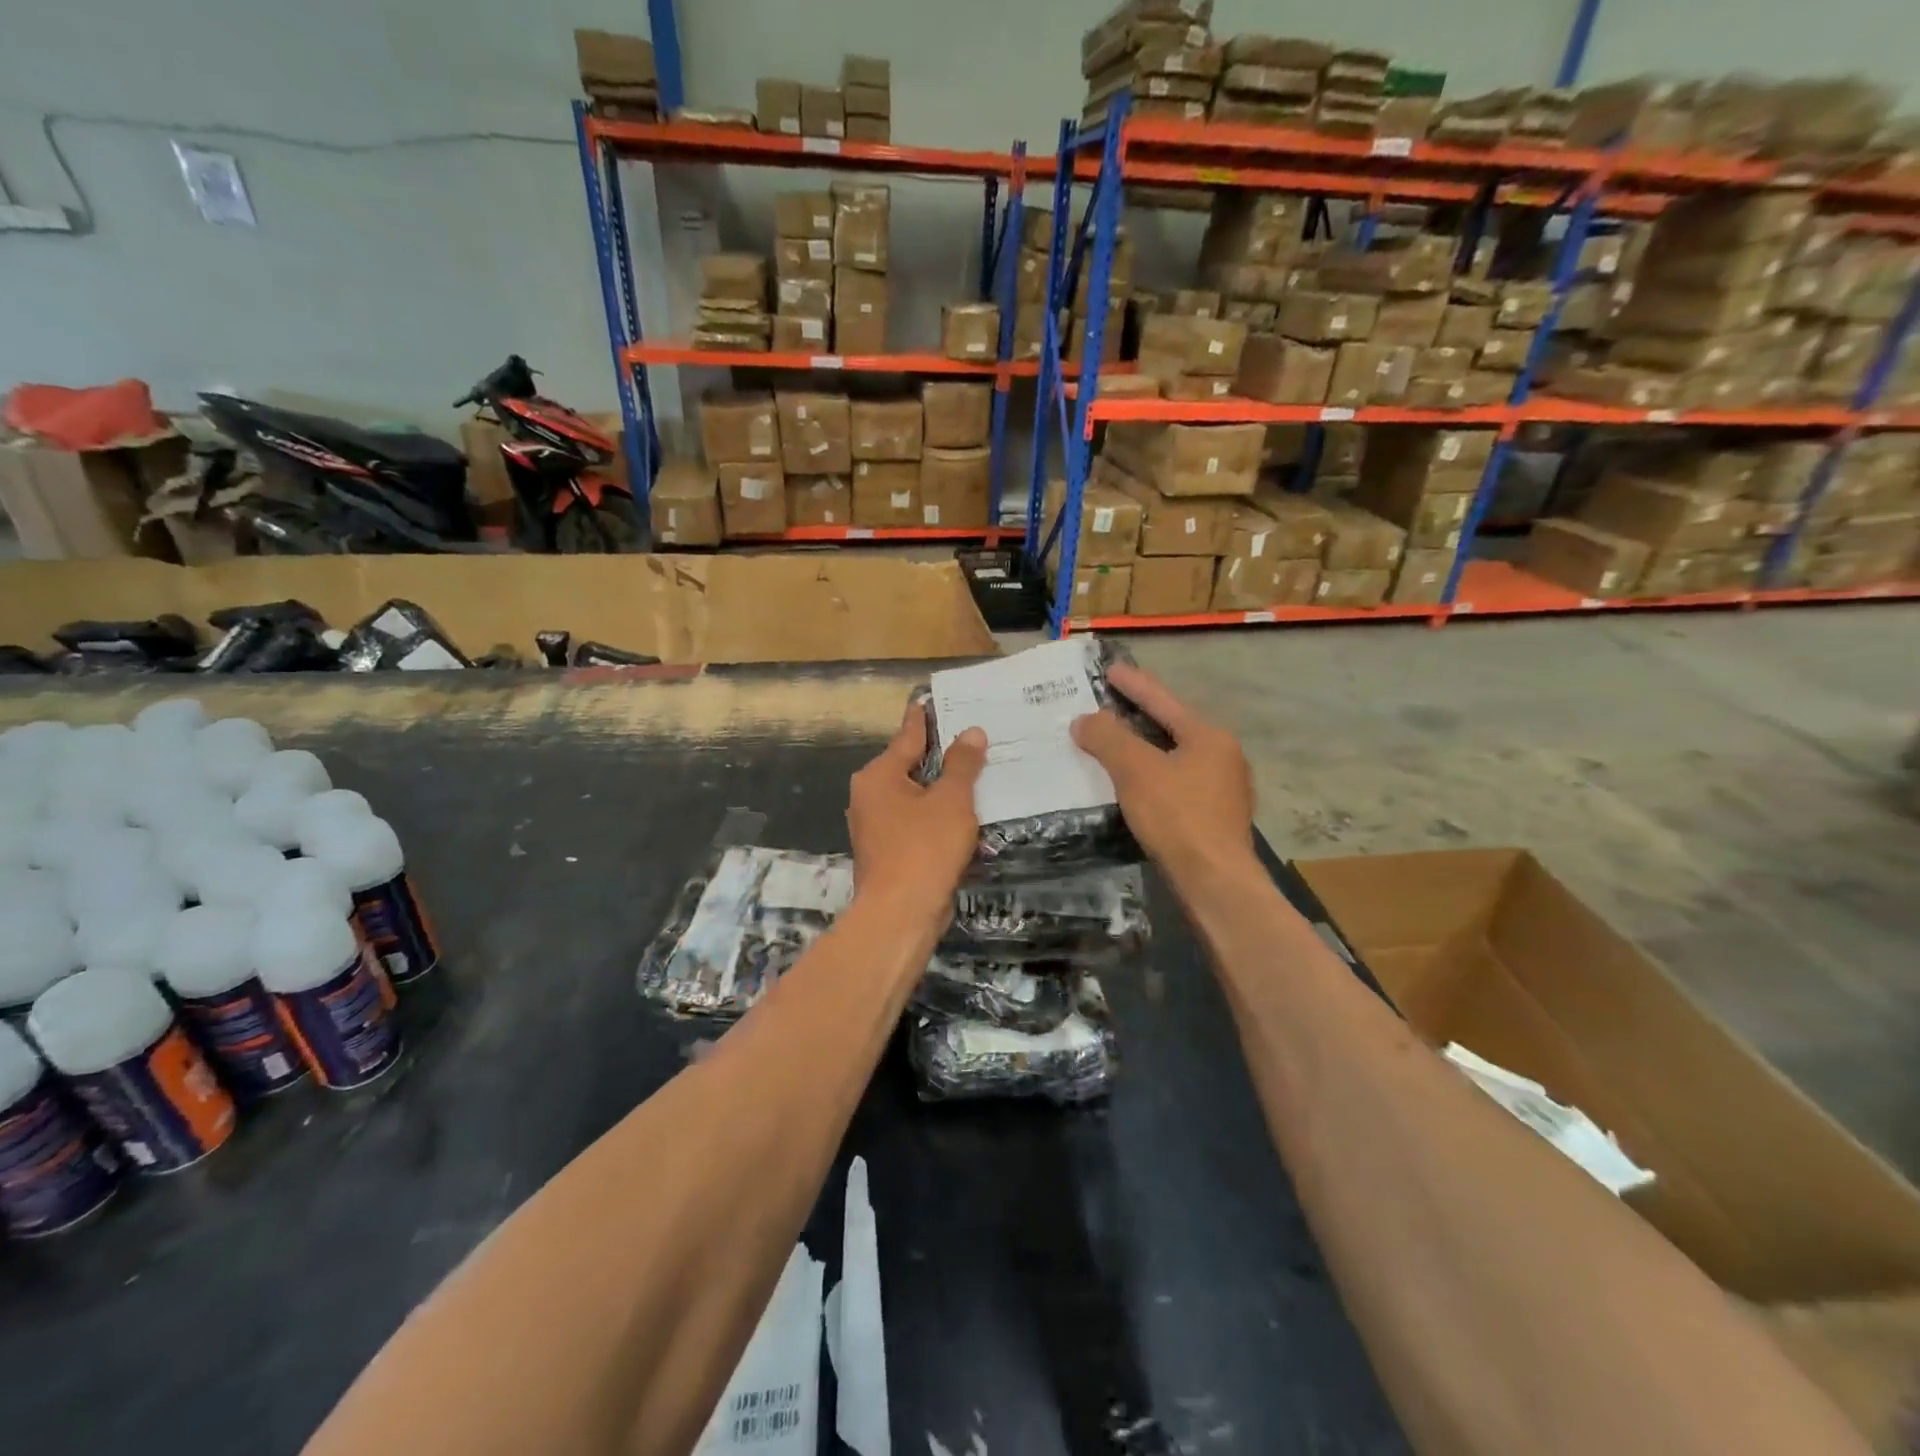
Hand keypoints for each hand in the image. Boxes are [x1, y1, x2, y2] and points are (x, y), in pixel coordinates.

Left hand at [847, 704, 986, 922]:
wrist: (900, 914)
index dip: (923, 719)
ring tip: (971, 776)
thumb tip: (971, 732)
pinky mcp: (885, 852)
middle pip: (908, 767)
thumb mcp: (951, 801)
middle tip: (967, 739)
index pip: (907, 737)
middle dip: (936, 756)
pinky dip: (934, 816)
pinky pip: (913, 823)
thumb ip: (962, 764)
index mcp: (879, 776)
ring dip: (938, 790)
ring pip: (912, 797)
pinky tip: (959, 817)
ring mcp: (873, 827)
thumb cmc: (924, 848)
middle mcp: (868, 796)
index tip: (929, 701)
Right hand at [1071, 663, 1254, 888]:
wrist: (1215, 882)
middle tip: (1108, 705)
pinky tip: (1135, 785)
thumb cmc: (1177, 817)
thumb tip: (1084, 720)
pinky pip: (1177, 781)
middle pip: (1172, 726)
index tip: (1111, 670)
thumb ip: (1108, 739)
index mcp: (1208, 736)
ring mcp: (1223, 788)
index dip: (1134, 684)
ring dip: (1145, 748)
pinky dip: (1153, 775)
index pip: (1163, 700)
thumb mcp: (1135, 771)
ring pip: (1175, 756)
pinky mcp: (1215, 817)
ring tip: (1115, 744)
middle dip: (1139, 716)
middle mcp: (1222, 755)